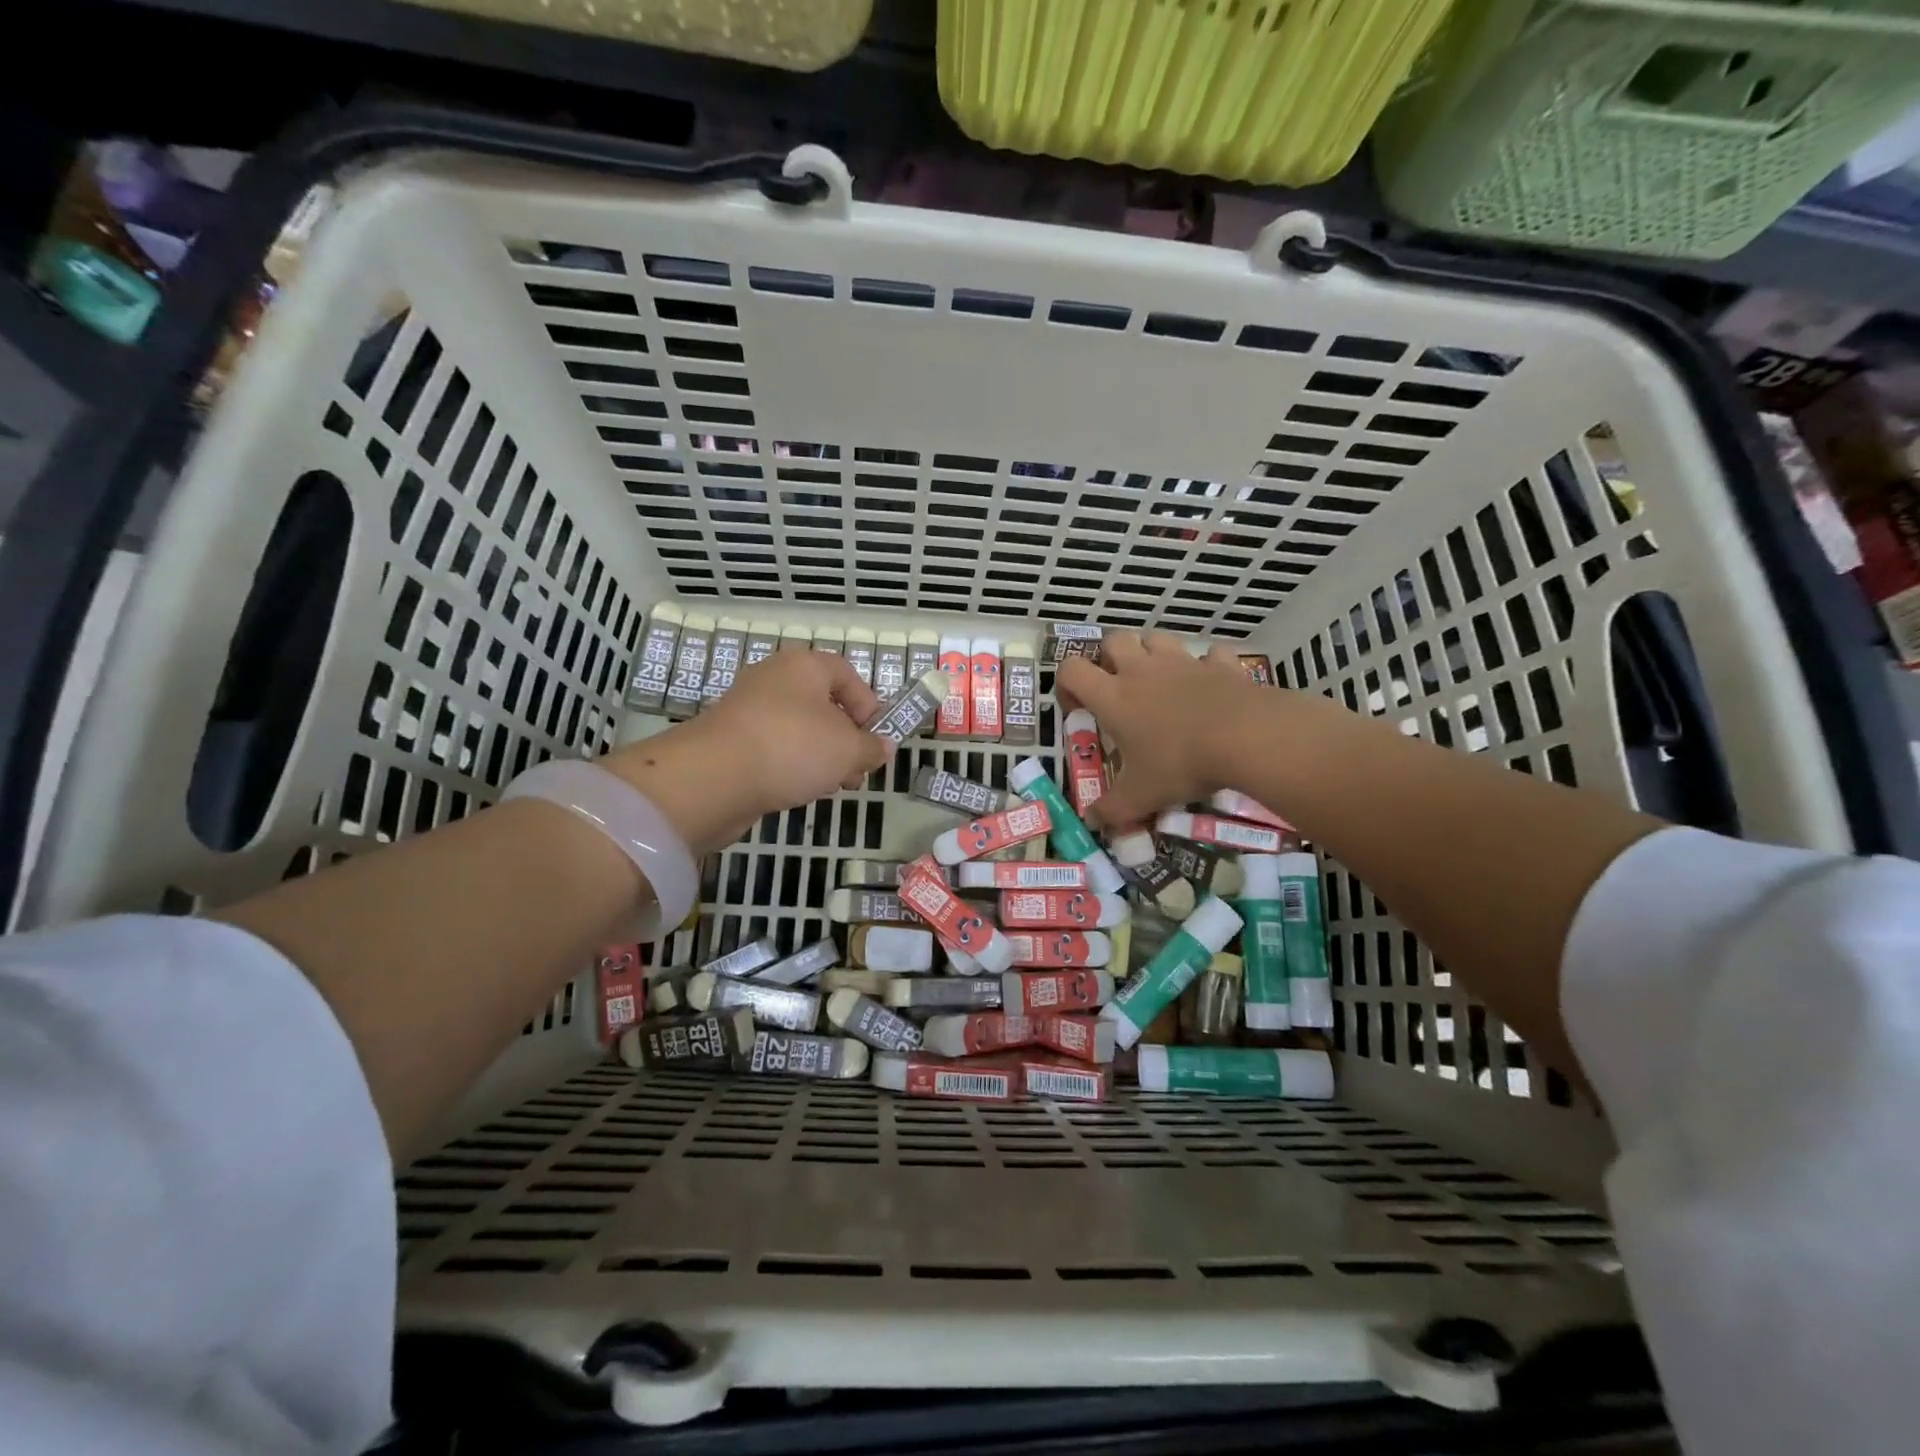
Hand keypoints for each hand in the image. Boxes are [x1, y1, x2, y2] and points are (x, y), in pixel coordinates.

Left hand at [604, 649, 889, 852]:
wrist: (713, 777)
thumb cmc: (792, 748)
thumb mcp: (848, 749)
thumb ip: (872, 747)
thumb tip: (882, 747)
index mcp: (804, 666)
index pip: (847, 675)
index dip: (869, 706)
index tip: (877, 740)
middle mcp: (774, 678)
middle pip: (823, 704)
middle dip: (846, 739)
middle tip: (857, 771)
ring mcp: (748, 709)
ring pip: (799, 729)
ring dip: (821, 756)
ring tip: (831, 786)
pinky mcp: (730, 740)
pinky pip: (774, 747)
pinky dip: (791, 765)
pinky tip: (799, 790)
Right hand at [1056, 632, 1262, 828]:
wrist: (1247, 737)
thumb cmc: (1181, 763)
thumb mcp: (1141, 796)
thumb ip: (1112, 810)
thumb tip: (1093, 822)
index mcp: (1114, 697)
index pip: (1071, 670)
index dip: (1067, 684)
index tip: (1078, 709)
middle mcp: (1142, 671)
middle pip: (1113, 640)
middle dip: (1110, 658)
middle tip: (1119, 689)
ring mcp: (1183, 662)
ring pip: (1157, 638)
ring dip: (1152, 653)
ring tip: (1160, 682)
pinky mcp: (1220, 664)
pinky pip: (1209, 654)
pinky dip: (1206, 665)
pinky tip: (1209, 685)